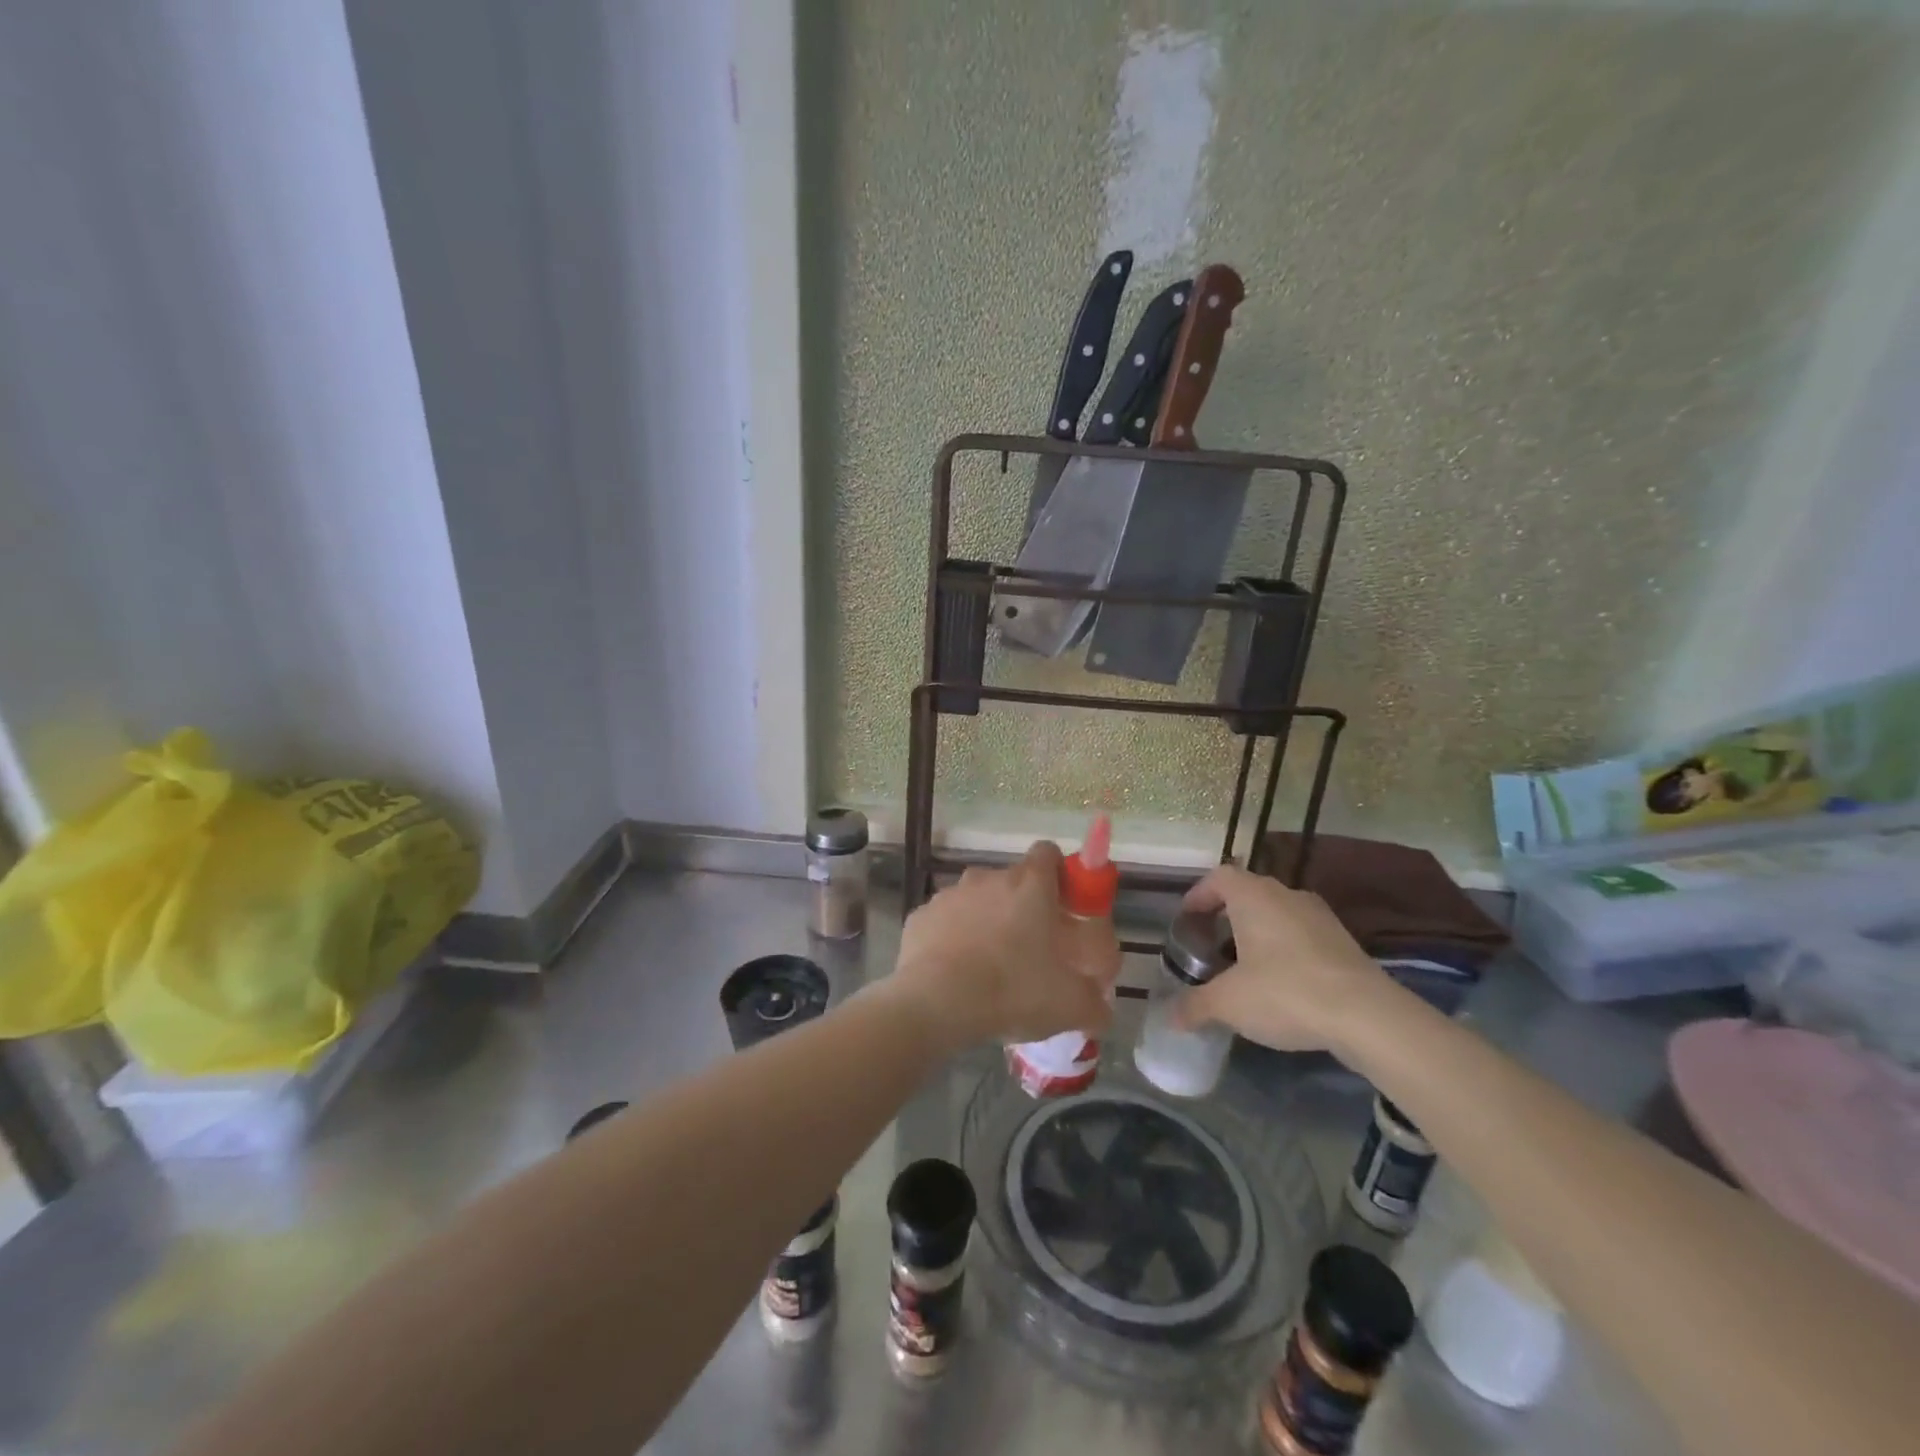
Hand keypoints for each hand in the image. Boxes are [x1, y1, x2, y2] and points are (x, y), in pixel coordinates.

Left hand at [891, 842, 1115, 1053]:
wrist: (935, 1003)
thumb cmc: (1012, 991)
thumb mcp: (1070, 1006)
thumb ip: (1094, 1002)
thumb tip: (1101, 1008)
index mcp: (1029, 885)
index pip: (1048, 853)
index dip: (1058, 874)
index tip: (1062, 906)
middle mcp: (988, 878)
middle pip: (1011, 881)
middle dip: (1022, 907)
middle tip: (1030, 949)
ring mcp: (950, 894)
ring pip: (976, 901)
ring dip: (985, 923)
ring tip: (989, 967)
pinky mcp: (920, 916)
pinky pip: (945, 923)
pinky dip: (952, 940)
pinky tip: (955, 975)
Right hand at [1172, 864, 1400, 1054]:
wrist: (1369, 1016)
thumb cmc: (1286, 993)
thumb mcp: (1229, 1004)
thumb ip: (1195, 1006)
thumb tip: (1170, 1017)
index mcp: (1254, 896)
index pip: (1218, 877)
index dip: (1199, 894)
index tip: (1187, 919)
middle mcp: (1286, 895)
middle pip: (1248, 893)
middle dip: (1226, 916)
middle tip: (1210, 946)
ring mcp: (1320, 916)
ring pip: (1277, 914)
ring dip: (1257, 933)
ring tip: (1243, 968)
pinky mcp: (1344, 941)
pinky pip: (1301, 934)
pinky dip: (1284, 949)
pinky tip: (1281, 984)